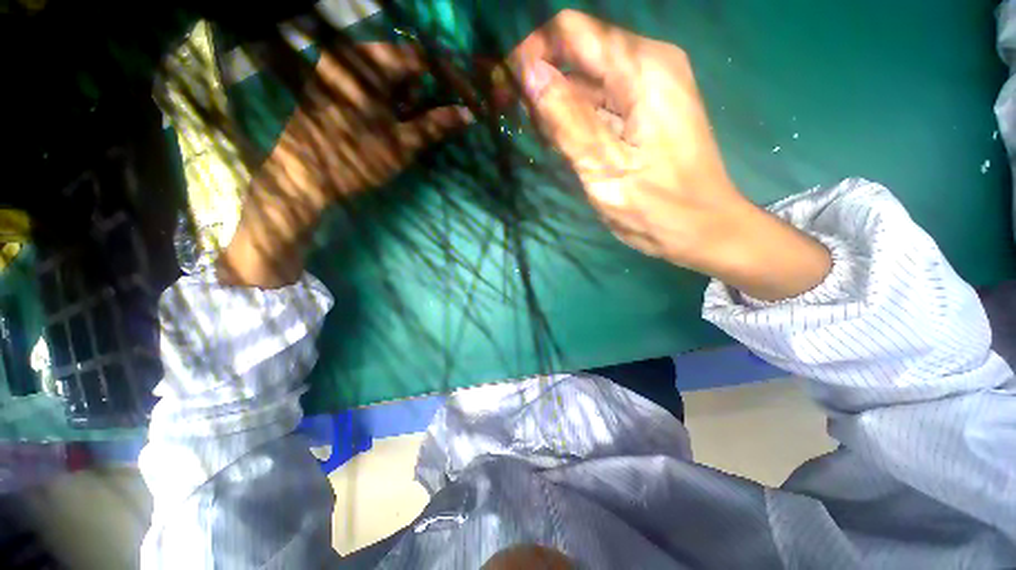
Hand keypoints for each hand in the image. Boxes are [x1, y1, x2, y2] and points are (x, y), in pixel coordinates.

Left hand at [219, 43, 473, 287]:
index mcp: (367, 65)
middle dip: (418, 91)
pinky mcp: (329, 86)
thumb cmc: (355, 158)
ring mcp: (337, 71)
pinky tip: (382, 122)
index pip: (417, 57)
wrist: (303, 176)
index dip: (441, 77)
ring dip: (401, 98)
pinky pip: (366, 83)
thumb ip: (435, 125)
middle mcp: (349, 58)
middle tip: (421, 120)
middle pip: (399, 64)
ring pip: (383, 75)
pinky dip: (383, 100)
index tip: (457, 97)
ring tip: (400, 126)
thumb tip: (468, 114)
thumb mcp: (401, 144)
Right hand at [511, 10, 829, 300]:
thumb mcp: (605, 168)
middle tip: (523, 125)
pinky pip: (601, 101)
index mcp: (642, 69)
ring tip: (548, 143)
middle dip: (542, 84)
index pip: (571, 32)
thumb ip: (567, 120)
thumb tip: (528, 74)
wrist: (702, 229)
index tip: (507, 92)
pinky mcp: (647, 108)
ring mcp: (649, 87)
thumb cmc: (657, 208)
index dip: (532, 53)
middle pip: (579, 54)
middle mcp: (648, 64)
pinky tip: (568, 145)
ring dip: (558, 107)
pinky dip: (577, 119)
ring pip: (587, 80)